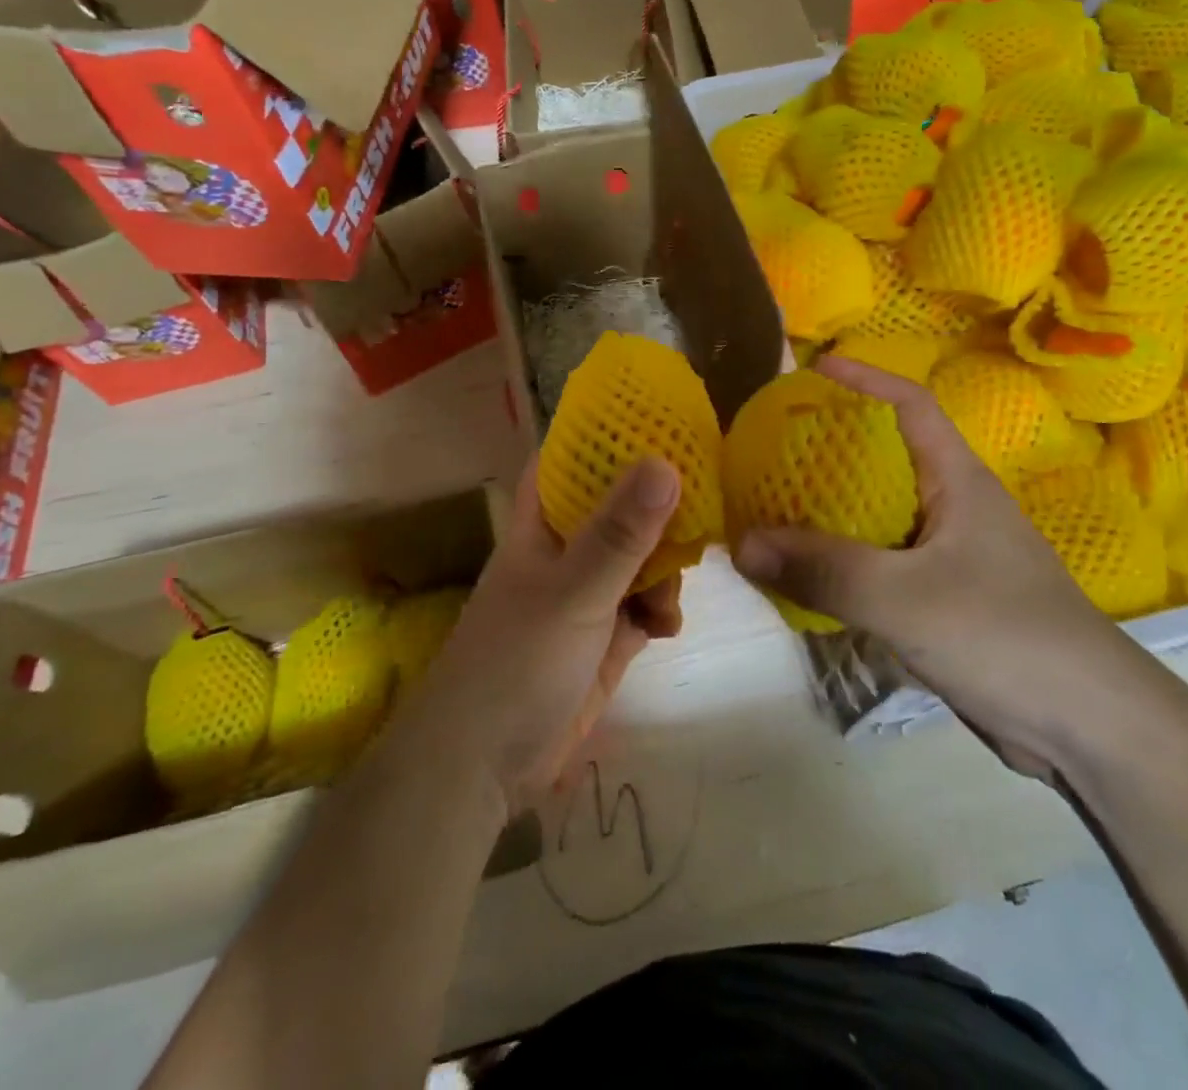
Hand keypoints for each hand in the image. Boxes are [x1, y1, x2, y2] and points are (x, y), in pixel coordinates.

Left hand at [409, 455, 681, 812]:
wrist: (484, 767)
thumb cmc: (517, 662)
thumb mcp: (575, 591)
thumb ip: (621, 532)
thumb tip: (667, 461)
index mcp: (545, 522)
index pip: (575, 458)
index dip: (612, 435)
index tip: (665, 420)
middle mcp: (568, 548)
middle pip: (622, 506)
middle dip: (661, 509)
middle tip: (702, 511)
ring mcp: (588, 593)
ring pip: (642, 556)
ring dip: (665, 568)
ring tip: (669, 595)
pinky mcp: (606, 636)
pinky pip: (647, 604)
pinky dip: (661, 610)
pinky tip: (666, 628)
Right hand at [733, 357, 1143, 777]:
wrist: (1090, 728)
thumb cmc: (1005, 636)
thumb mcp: (904, 597)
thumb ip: (823, 568)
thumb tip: (741, 543)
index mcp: (958, 480)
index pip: (910, 404)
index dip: (864, 378)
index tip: (813, 368)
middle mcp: (954, 507)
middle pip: (886, 457)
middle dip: (832, 445)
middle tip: (773, 445)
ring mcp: (952, 556)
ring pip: (880, 515)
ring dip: (831, 508)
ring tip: (775, 504)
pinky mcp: (945, 600)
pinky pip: (881, 564)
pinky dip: (843, 560)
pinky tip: (807, 574)